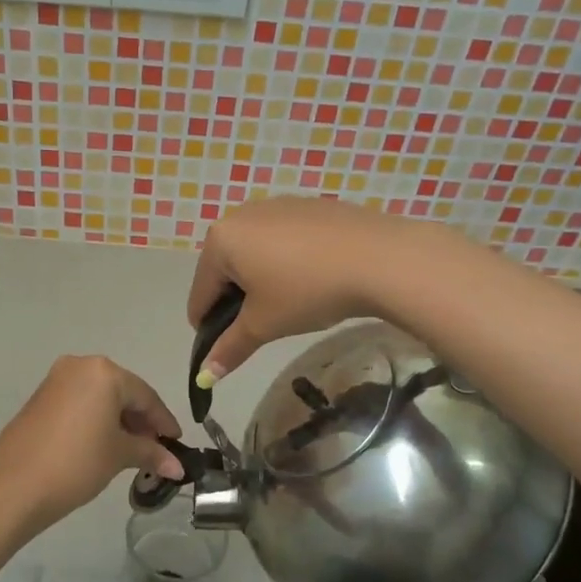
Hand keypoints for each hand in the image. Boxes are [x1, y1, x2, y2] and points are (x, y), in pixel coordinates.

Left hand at [0, 356, 186, 532]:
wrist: (13, 487)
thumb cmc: (76, 463)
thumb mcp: (119, 456)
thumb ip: (151, 454)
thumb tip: (178, 467)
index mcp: (104, 372)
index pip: (145, 396)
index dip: (164, 422)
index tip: (177, 444)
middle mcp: (79, 366)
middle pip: (122, 392)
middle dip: (141, 421)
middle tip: (155, 450)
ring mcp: (55, 381)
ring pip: (99, 398)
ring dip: (118, 422)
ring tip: (131, 452)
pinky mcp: (40, 398)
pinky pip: (79, 404)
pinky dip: (96, 421)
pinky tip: (103, 445)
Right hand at [188, 196, 415, 383]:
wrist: (380, 258)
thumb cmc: (307, 291)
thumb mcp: (264, 325)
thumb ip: (230, 348)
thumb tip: (204, 376)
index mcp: (220, 240)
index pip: (200, 294)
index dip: (208, 327)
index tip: (226, 349)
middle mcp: (242, 214)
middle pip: (225, 270)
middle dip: (236, 300)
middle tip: (263, 326)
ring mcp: (277, 205)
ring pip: (254, 253)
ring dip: (260, 281)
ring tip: (290, 304)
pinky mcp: (308, 205)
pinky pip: (283, 240)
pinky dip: (286, 262)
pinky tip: (311, 279)